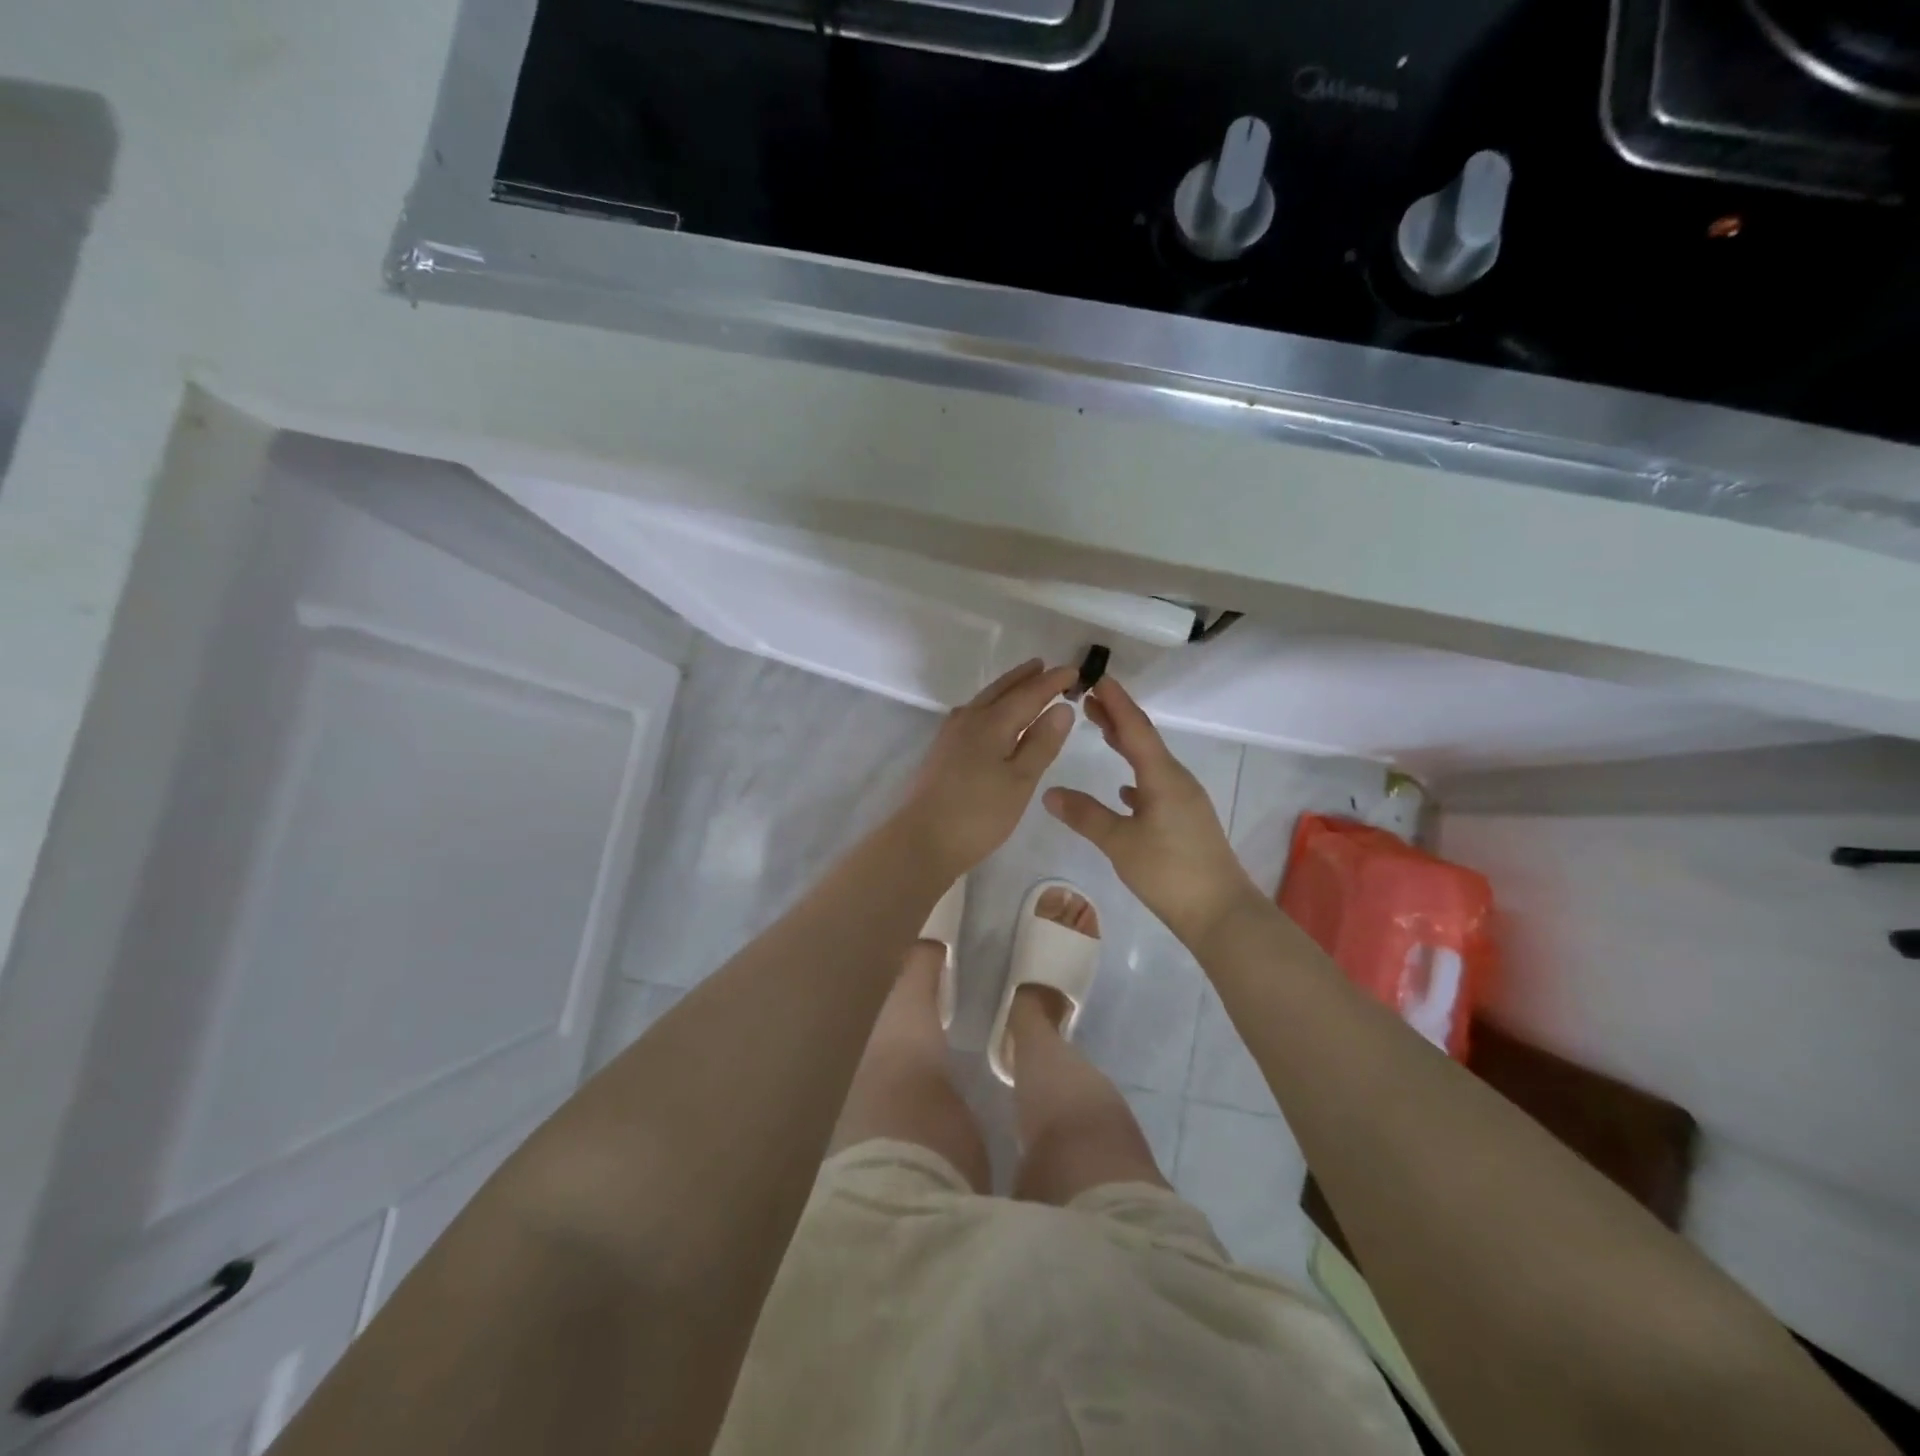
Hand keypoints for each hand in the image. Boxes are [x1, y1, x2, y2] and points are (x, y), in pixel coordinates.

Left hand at [894, 660, 1080, 879]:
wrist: (921, 840)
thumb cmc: (978, 814)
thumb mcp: (1020, 781)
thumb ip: (1041, 743)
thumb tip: (1062, 707)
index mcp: (992, 723)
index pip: (1028, 694)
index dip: (1052, 682)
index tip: (1074, 671)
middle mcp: (969, 719)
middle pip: (1001, 690)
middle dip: (1025, 678)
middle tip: (1045, 666)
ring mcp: (950, 735)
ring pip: (984, 700)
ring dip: (1006, 689)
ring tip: (1023, 684)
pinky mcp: (941, 751)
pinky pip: (972, 714)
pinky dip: (990, 706)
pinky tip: (990, 717)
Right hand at [1044, 676, 1264, 947]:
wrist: (1220, 913)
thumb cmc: (1169, 872)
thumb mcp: (1120, 843)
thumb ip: (1086, 816)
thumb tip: (1050, 792)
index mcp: (1162, 777)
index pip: (1135, 729)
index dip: (1116, 702)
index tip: (1097, 677)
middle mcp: (1177, 781)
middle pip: (1143, 740)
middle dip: (1116, 717)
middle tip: (1087, 698)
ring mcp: (1184, 801)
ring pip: (1149, 762)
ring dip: (1125, 744)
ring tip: (1100, 730)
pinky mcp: (1186, 821)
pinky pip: (1156, 785)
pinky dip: (1136, 776)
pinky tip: (1124, 788)